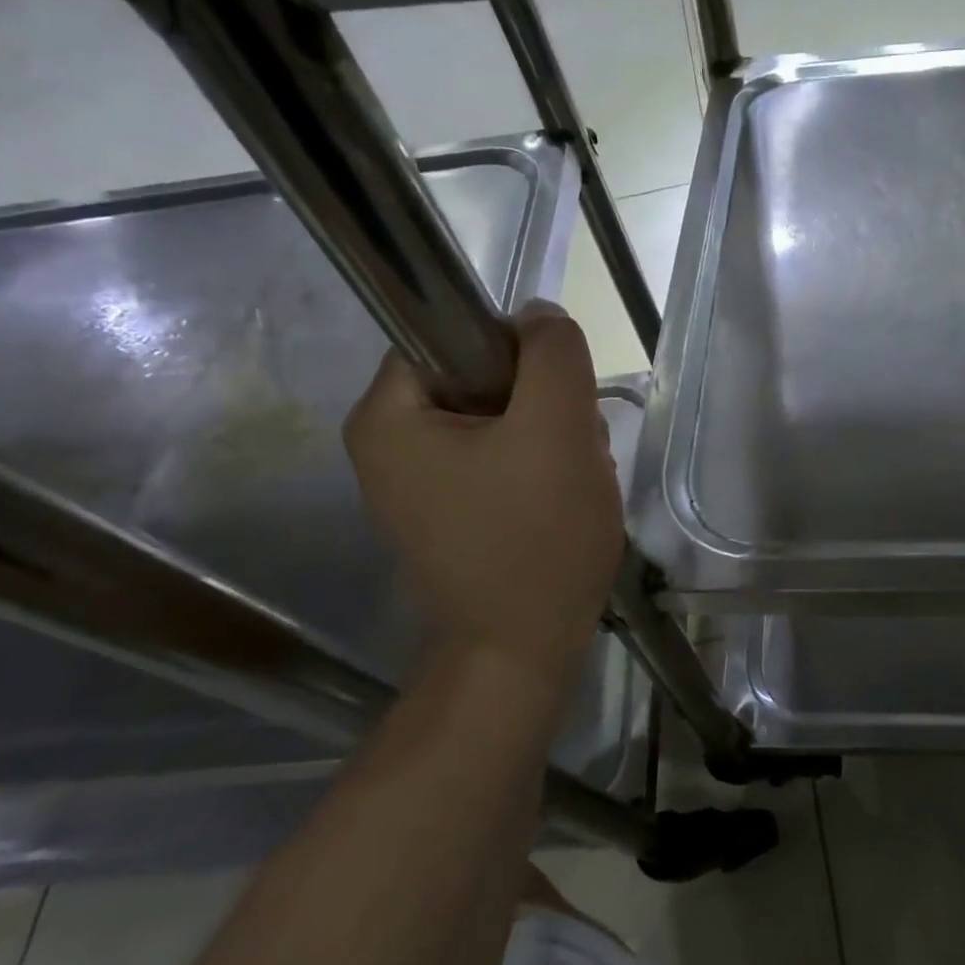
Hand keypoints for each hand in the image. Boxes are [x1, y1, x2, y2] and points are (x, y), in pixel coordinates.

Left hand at [344, 303, 622, 666]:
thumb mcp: (556, 430)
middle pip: (483, 380)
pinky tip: (565, 501)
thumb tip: (540, 316)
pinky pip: (504, 461)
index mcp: (388, 416)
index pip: (455, 335)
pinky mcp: (455, 512)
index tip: (557, 402)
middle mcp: (390, 445)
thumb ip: (553, 355)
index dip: (519, 354)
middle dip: (544, 406)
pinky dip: (543, 470)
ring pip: (502, 421)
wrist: (524, 648)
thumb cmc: (534, 537)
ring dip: (552, 439)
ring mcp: (422, 484)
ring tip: (576, 482)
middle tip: (574, 449)